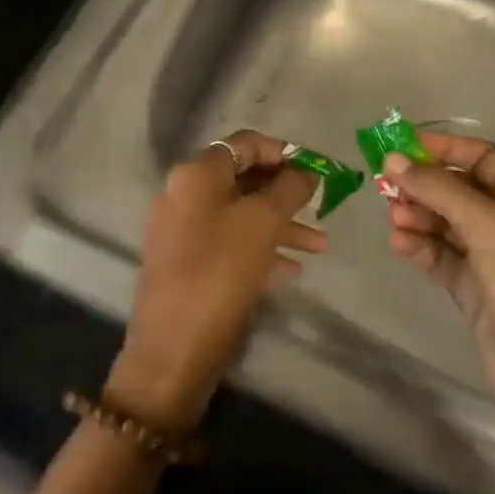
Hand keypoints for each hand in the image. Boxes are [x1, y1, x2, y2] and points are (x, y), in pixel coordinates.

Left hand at [107, 130, 323, 432]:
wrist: (173, 350)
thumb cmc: (220, 273)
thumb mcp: (262, 224)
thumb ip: (288, 189)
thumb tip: (306, 171)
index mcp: (195, 174)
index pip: (244, 143)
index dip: (283, 152)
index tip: (316, 171)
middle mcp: (183, 194)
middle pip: (243, 179)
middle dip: (285, 192)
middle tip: (322, 206)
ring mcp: (181, 230)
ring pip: (240, 214)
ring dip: (280, 224)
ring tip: (320, 245)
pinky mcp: (186, 262)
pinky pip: (230, 243)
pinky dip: (261, 249)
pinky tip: (293, 270)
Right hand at [381, 132, 494, 481]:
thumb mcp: (490, 228)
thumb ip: (440, 191)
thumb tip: (393, 160)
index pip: (480, 157)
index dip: (442, 148)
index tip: (398, 147)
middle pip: (458, 189)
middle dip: (423, 185)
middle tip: (385, 188)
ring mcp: (490, 259)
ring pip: (444, 223)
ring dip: (417, 216)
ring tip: (394, 221)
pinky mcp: (473, 290)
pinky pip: (439, 256)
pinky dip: (419, 247)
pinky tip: (400, 245)